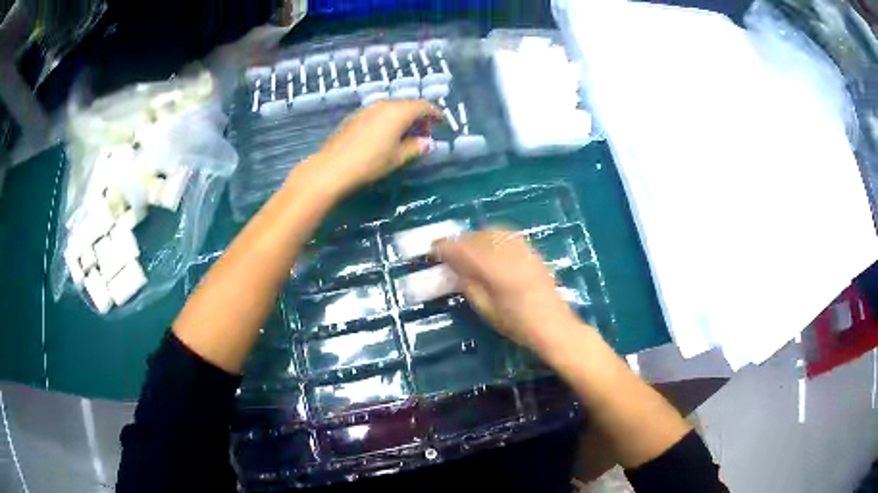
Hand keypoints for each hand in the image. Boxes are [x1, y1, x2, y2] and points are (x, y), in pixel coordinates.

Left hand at [303, 100, 441, 197]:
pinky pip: (379, 113)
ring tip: (406, 135)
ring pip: (392, 108)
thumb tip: (428, 143)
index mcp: (399, 112)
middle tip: (424, 133)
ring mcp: (367, 109)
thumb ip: (416, 147)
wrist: (333, 167)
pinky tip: (387, 135)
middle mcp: (384, 105)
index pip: (423, 106)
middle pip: (407, 104)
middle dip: (419, 116)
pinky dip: (389, 120)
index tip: (442, 122)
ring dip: (403, 118)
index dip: (435, 113)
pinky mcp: (355, 117)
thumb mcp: (398, 158)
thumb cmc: (370, 163)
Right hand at [435, 230, 579, 354]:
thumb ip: (469, 286)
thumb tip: (455, 270)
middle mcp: (507, 254)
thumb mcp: (486, 310)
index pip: (462, 250)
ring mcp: (522, 250)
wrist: (553, 325)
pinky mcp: (531, 251)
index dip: (444, 247)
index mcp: (493, 271)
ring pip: (492, 231)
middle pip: (476, 236)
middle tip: (448, 251)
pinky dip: (492, 236)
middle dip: (459, 241)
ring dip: (475, 237)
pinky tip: (489, 246)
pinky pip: (507, 234)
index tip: (432, 249)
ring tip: (467, 248)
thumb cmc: (517, 324)